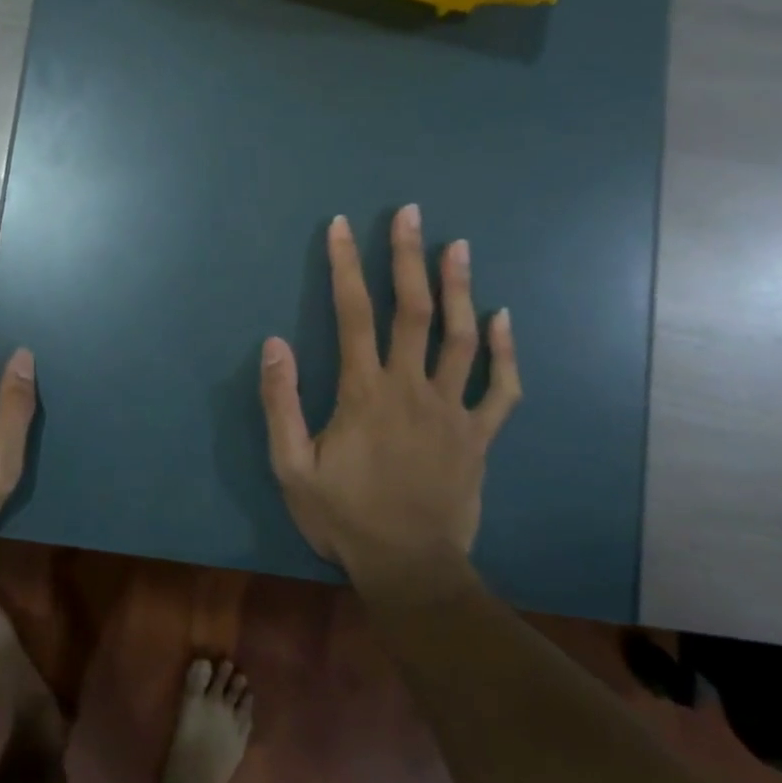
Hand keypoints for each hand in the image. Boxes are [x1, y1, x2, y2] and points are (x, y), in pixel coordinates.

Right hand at [258, 205, 520, 585]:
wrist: (410, 568)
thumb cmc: (345, 517)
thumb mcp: (292, 468)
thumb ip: (281, 404)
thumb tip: (275, 343)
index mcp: (364, 393)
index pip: (353, 314)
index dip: (345, 266)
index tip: (342, 227)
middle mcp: (411, 388)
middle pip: (412, 310)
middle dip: (407, 257)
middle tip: (410, 214)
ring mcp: (452, 410)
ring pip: (461, 338)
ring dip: (459, 288)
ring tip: (457, 246)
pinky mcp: (479, 435)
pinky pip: (501, 388)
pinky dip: (506, 351)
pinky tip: (504, 318)